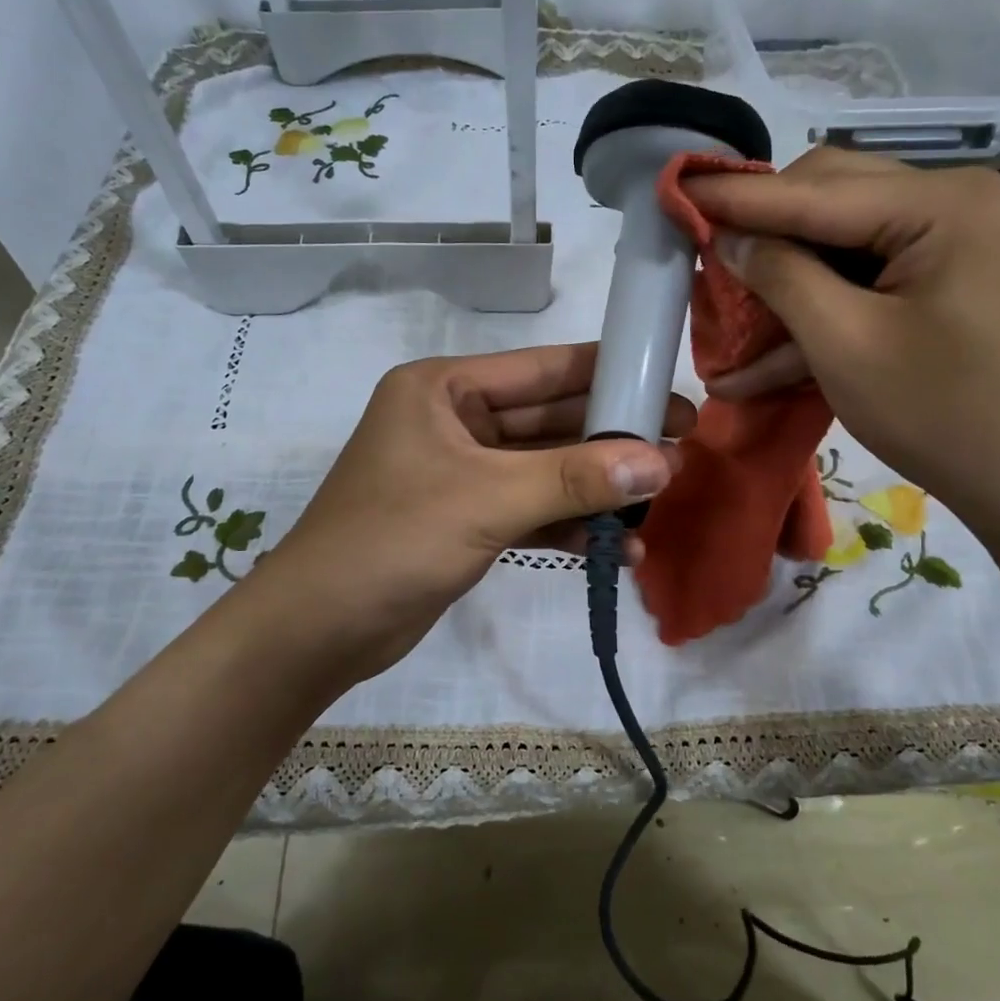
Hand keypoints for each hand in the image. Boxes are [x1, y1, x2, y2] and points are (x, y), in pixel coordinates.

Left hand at [248, 343, 693, 689]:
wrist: (318, 631)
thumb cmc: (392, 542)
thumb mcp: (488, 501)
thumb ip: (575, 479)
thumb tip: (662, 462)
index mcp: (444, 389)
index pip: (542, 369)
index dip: (608, 375)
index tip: (666, 386)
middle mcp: (453, 421)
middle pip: (549, 420)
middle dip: (611, 438)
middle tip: (680, 446)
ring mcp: (461, 472)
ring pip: (544, 469)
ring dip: (596, 488)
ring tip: (660, 501)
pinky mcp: (466, 518)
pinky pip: (530, 510)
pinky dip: (568, 526)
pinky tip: (617, 548)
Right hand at [685, 149, 999, 554]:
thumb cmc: (945, 414)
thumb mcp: (846, 344)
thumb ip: (781, 277)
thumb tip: (729, 237)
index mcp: (941, 204)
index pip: (814, 191)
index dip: (737, 198)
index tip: (674, 190)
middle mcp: (952, 207)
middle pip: (830, 205)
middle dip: (762, 238)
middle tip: (703, 261)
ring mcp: (953, 249)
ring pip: (841, 249)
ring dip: (783, 288)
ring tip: (721, 320)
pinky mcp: (946, 290)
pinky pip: (866, 287)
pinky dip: (820, 320)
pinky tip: (760, 366)